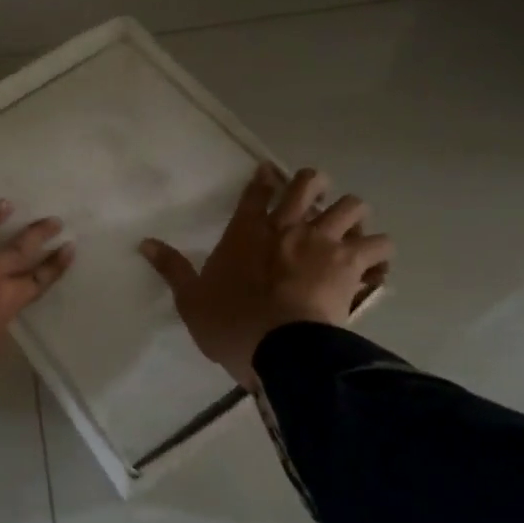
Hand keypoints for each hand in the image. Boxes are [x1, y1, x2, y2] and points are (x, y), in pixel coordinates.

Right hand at [140, 164, 391, 387]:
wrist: (279, 349)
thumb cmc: (231, 324)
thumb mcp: (191, 299)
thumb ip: (171, 267)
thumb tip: (143, 242)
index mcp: (247, 231)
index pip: (257, 190)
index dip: (265, 177)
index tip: (270, 173)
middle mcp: (289, 226)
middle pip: (310, 182)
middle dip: (315, 185)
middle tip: (315, 202)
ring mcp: (324, 242)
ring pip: (354, 205)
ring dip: (354, 217)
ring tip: (350, 234)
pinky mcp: (352, 264)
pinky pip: (380, 247)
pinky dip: (380, 255)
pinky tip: (376, 266)